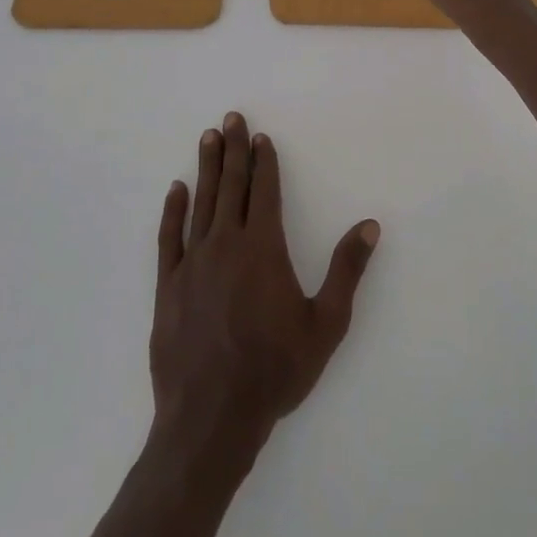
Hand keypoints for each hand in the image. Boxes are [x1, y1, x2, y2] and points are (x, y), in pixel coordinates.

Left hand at [150, 114, 379, 458]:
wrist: (211, 418)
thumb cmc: (275, 370)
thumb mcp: (326, 324)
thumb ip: (346, 270)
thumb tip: (368, 225)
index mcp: (263, 249)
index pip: (265, 192)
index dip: (265, 162)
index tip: (261, 137)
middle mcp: (226, 244)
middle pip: (231, 186)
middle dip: (233, 150)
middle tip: (231, 118)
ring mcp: (192, 263)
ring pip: (201, 203)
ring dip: (206, 168)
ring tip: (208, 138)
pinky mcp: (167, 285)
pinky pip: (169, 237)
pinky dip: (173, 210)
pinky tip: (175, 190)